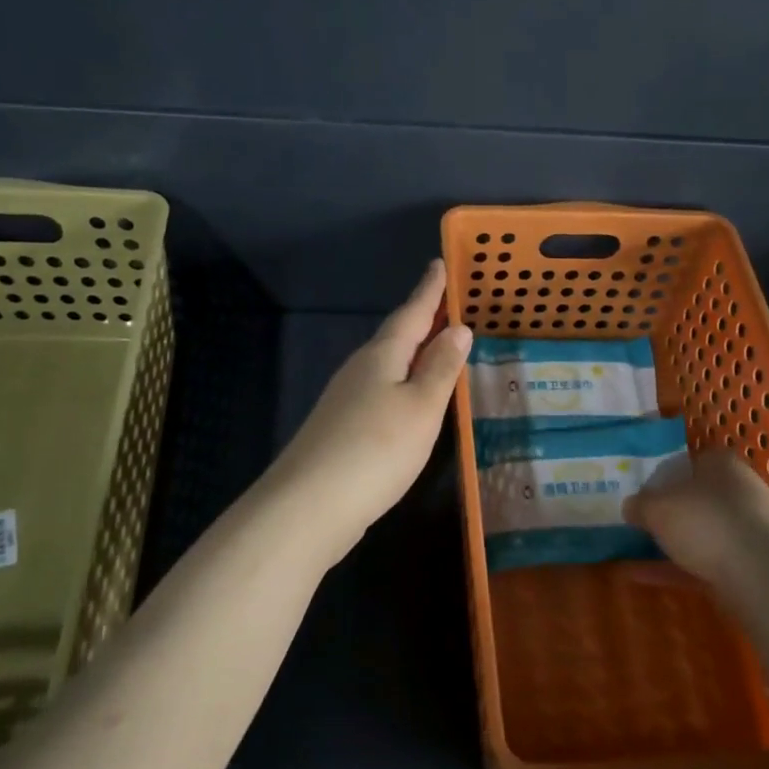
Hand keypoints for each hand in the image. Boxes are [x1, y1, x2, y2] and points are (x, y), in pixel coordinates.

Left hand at [264, 259, 471, 555]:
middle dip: (422, 318)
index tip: (439, 263)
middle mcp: (361, 368)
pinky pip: (380, 388)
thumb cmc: (376, 449)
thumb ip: (440, 368)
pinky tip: (410, 397)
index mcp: (382, 355)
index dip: (429, 290)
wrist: (310, 505)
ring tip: (438, 346)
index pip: (412, 312)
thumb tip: (459, 329)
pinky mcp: (342, 426)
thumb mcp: (421, 407)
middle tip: (449, 304)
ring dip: (413, 351)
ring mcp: (346, 398)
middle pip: (397, 335)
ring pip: (387, 363)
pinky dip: (402, 381)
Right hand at [625, 448, 768, 597]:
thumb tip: (631, 506)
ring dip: (671, 543)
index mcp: (722, 465)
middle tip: (638, 522)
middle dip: (670, 512)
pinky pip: (704, 564)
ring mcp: (747, 532)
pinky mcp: (749, 567)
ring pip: (702, 534)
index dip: (666, 474)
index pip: (692, 461)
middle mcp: (739, 493)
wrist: (762, 574)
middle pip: (698, 499)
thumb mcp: (657, 507)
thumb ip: (640, 504)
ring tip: (634, 552)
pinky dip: (674, 569)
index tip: (643, 490)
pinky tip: (641, 577)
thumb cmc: (705, 521)